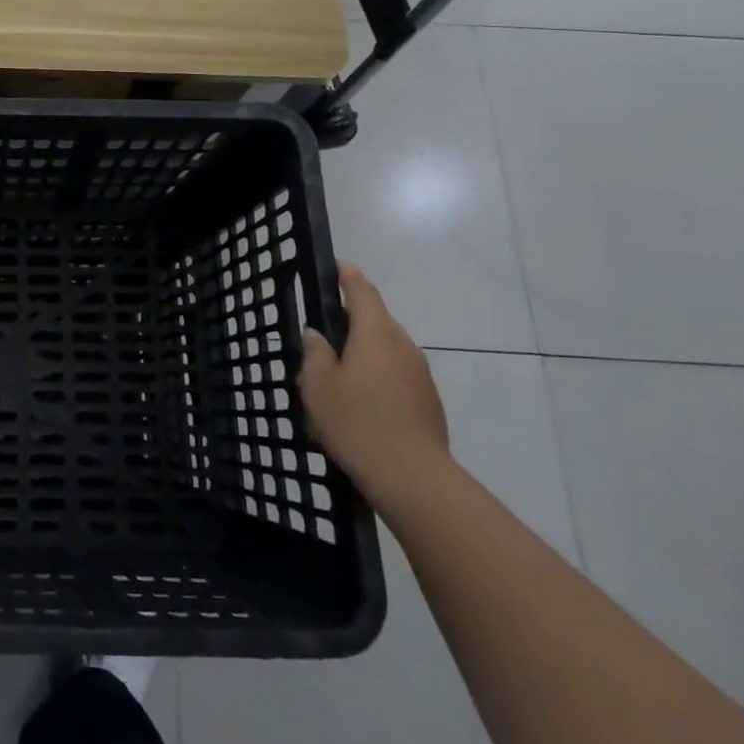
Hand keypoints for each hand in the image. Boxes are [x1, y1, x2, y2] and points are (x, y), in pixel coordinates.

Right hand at [298, 261, 448, 499]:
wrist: (413, 477)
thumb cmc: (357, 421)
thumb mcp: (318, 385)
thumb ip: (315, 353)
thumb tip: (316, 334)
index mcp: (375, 333)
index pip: (362, 291)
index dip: (347, 275)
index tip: (336, 265)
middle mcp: (403, 345)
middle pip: (377, 320)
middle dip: (353, 320)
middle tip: (324, 334)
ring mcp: (420, 374)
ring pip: (387, 350)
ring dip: (365, 352)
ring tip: (338, 374)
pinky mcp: (428, 401)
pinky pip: (397, 374)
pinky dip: (378, 376)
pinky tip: (360, 402)